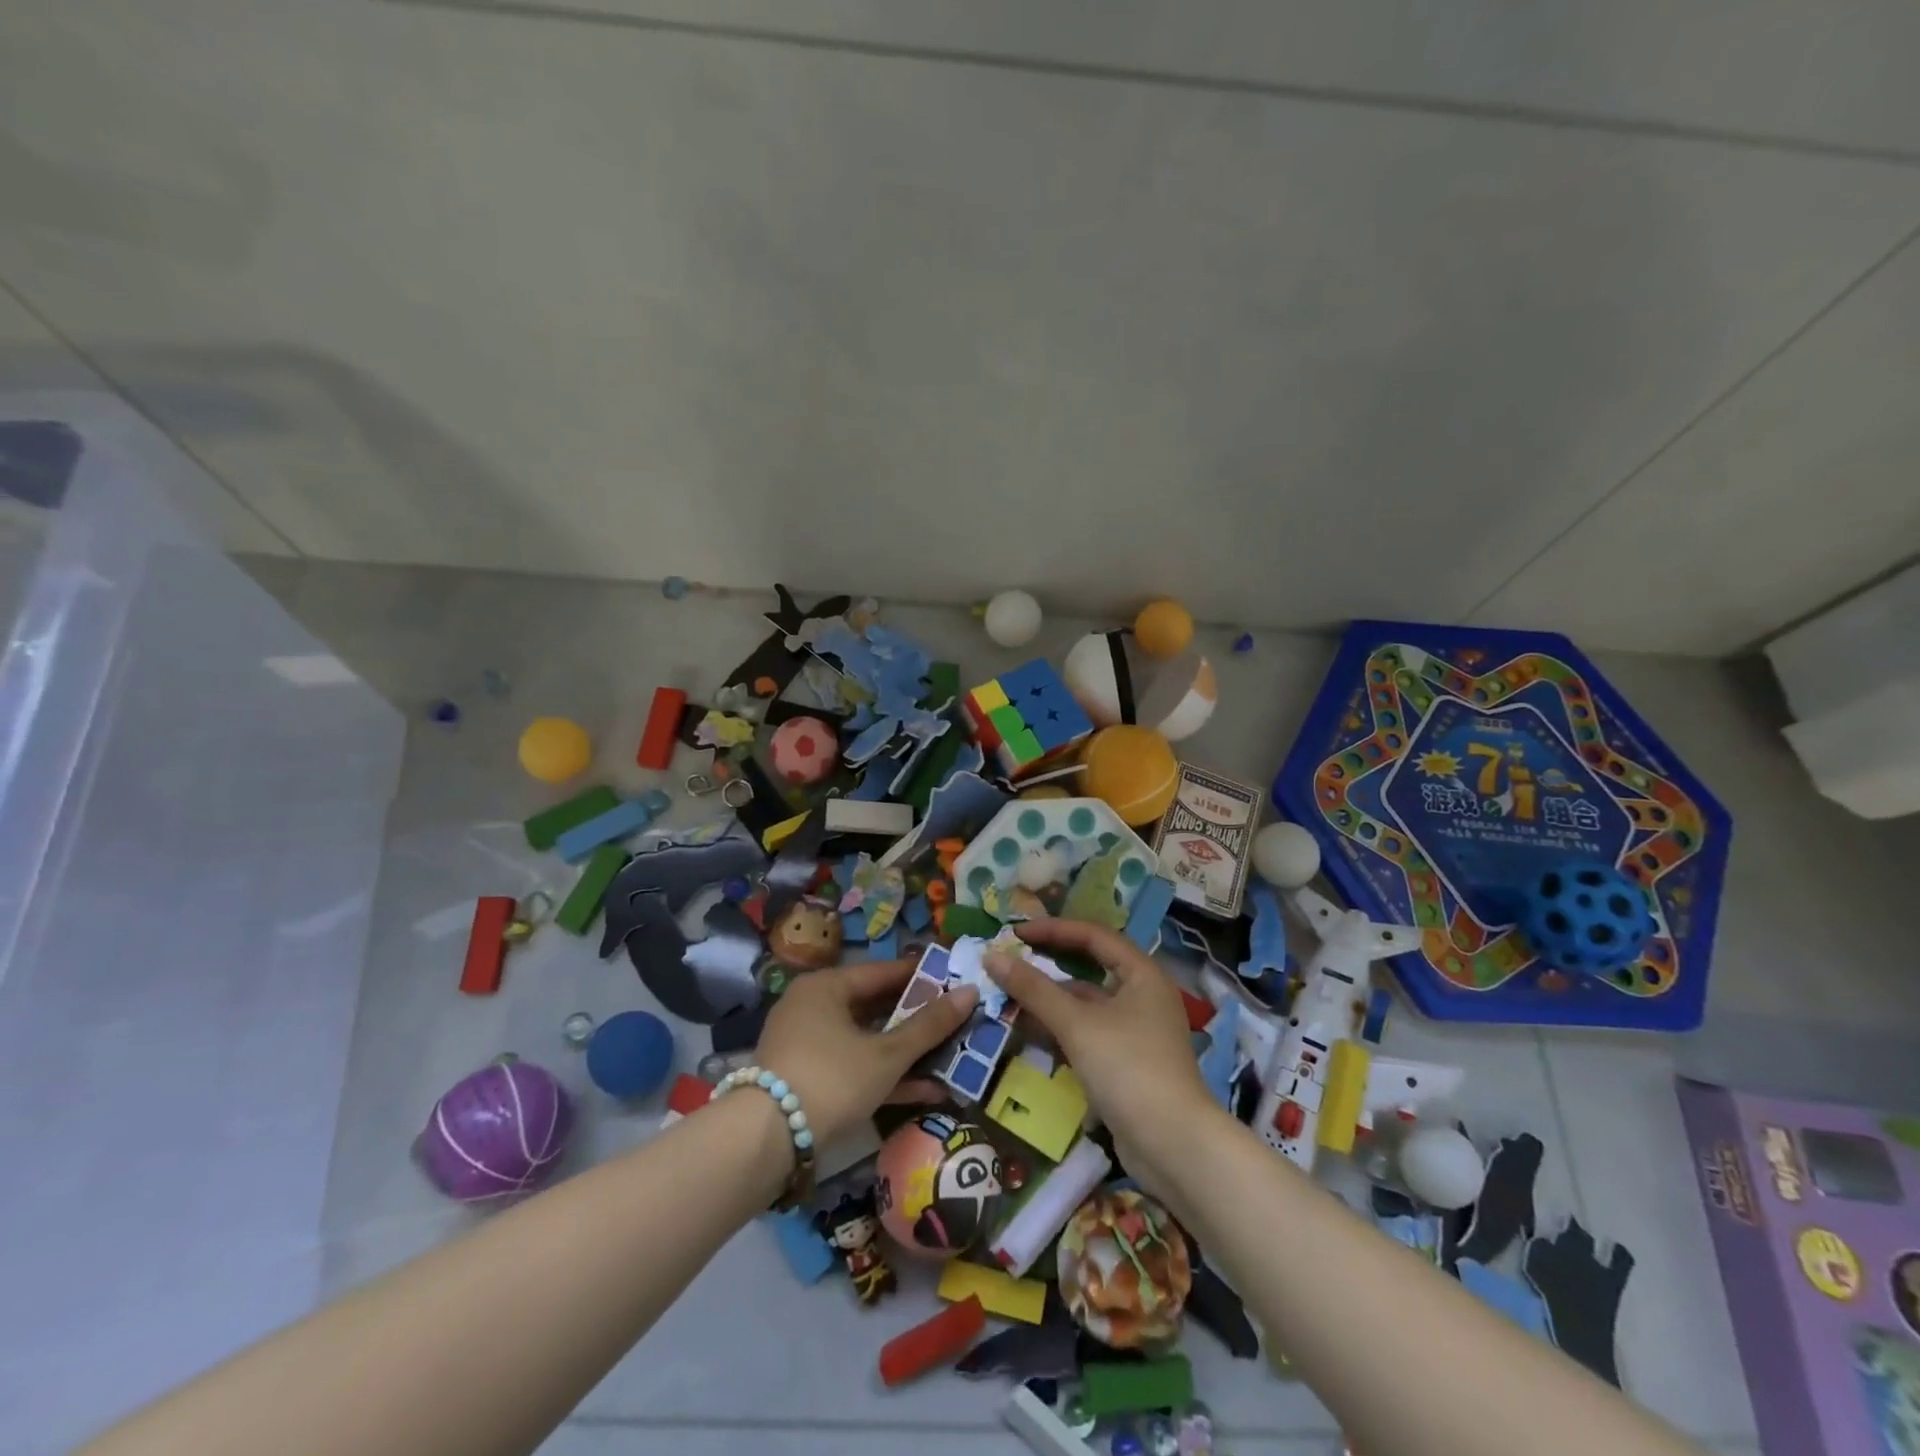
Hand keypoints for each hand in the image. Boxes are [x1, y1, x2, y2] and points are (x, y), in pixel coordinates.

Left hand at [755, 957, 977, 1148]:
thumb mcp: (887, 1054)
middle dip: (917, 1019)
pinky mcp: (807, 1078)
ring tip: (950, 1057)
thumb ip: (929, 1026)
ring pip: (867, 1039)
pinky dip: (885, 1075)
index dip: (922, 977)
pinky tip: (926, 1091)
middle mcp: (813, 1006)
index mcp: (827, 986)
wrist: (765, 1142)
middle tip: (956, 1020)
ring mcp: (807, 1044)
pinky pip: (854, 1065)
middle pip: (875, 1005)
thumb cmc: (832, 1079)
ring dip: (906, 1052)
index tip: (956, 981)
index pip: (883, 972)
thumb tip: (970, 992)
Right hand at [984, 920, 1219, 1206]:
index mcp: (1142, 974)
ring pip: (1086, 1004)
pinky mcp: (1127, 1063)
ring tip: (1008, 998)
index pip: (1093, 935)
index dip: (1053, 930)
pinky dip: (1060, 1028)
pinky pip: (1088, 1032)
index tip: (1014, 933)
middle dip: (1048, 965)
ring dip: (1050, 1000)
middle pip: (1089, 968)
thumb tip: (991, 956)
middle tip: (1010, 962)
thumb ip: (1033, 989)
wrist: (1174, 1147)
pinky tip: (1030, 1033)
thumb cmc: (1128, 1068)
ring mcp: (1136, 1031)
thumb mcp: (1076, 1024)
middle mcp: (1143, 995)